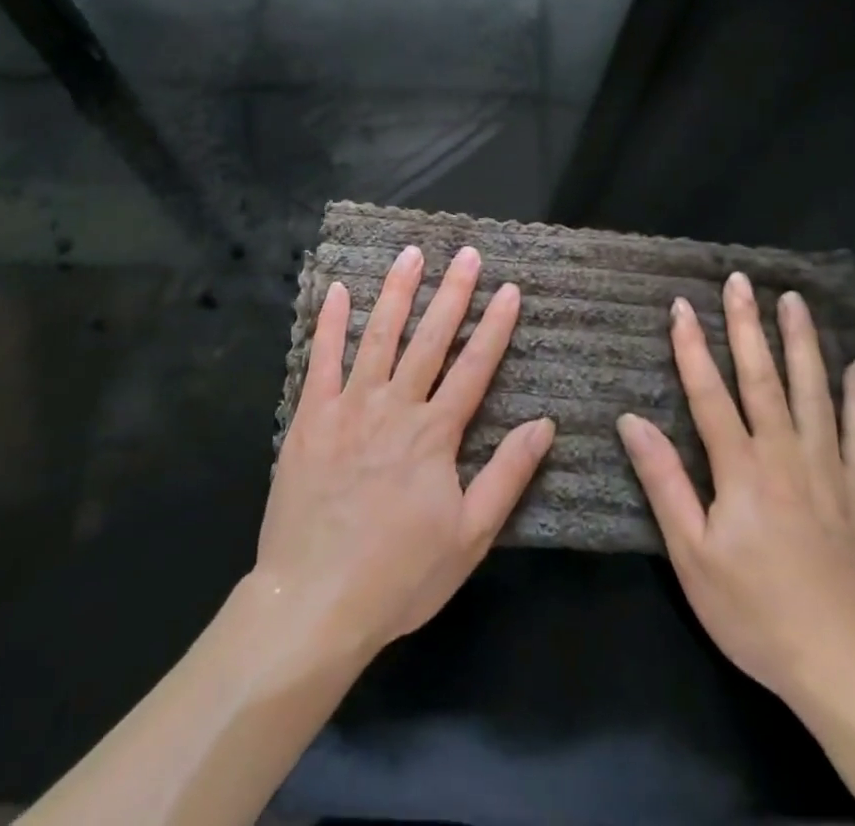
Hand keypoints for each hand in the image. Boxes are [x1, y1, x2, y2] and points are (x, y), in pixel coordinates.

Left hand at [256, 244, 555, 659]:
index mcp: (435, 434)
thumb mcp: (470, 537)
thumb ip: (507, 475)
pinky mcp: (310, 416)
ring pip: (379, 336)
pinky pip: (322, 359)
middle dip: (452, 292)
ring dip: (397, 292)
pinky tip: (337, 289)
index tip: (509, 289)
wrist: (315, 600)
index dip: (495, 326)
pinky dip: (330, 322)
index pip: (474, 367)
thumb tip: (544, 425)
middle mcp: (396, 407)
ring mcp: (350, 406)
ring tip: (410, 254)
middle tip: (467, 253)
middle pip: (430, 339)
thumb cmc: (400, 575)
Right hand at [617, 274, 854, 711]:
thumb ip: (664, 482)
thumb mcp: (692, 556)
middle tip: (741, 281)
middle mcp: (787, 456)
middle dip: (748, 326)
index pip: (710, 393)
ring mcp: (831, 472)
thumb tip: (631, 420)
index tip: (681, 305)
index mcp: (741, 469)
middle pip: (764, 378)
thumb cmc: (756, 613)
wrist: (850, 672)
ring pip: (815, 393)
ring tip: (795, 301)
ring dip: (802, 343)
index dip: (693, 346)